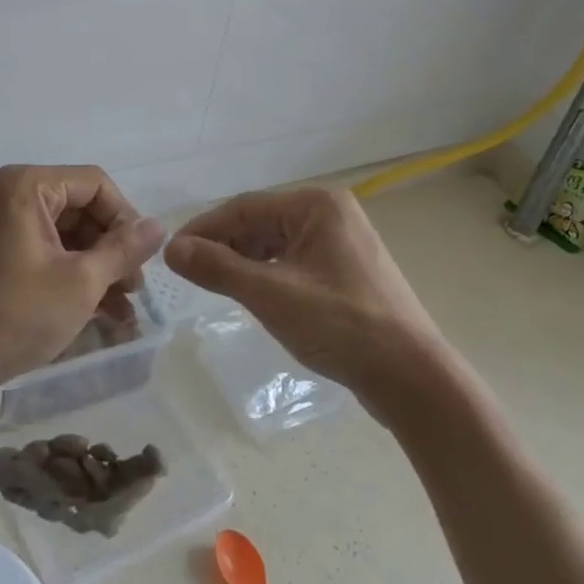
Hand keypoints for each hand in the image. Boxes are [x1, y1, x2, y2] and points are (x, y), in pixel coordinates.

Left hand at [0, 165, 164, 430]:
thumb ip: (124, 249)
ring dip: (97, 266)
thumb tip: (158, 226)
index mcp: (26, 186)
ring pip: (66, 233)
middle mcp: (9, 194)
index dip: (126, 219)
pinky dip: (71, 274)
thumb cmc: (14, 314)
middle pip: (81, 207)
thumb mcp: (81, 282)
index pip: (95, 184)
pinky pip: (44, 250)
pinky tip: (99, 311)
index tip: (142, 260)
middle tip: (134, 287)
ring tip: (123, 308)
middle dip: (112, 248)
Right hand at [163, 187, 445, 398]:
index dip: (204, 229)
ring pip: (275, 244)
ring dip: (243, 262)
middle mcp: (331, 214)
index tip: (171, 255)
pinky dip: (266, 275)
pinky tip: (250, 294)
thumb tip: (171, 249)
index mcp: (317, 205)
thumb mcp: (271, 295)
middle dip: (223, 246)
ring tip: (213, 286)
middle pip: (260, 223)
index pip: (245, 207)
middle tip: (188, 275)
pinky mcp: (345, 271)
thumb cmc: (341, 326)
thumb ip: (219, 268)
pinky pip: (293, 262)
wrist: (412, 377)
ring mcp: (342, 243)